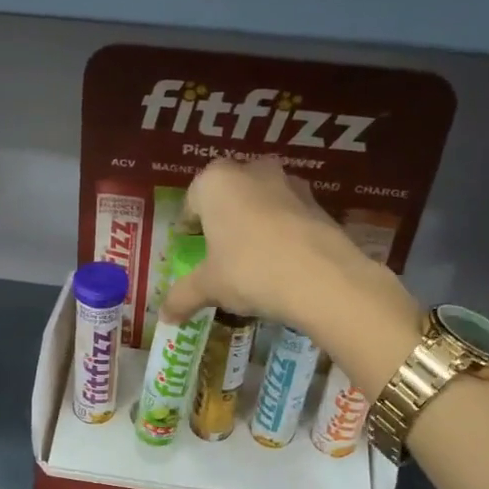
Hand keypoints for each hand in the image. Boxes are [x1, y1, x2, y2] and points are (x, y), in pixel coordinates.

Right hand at [162, 158, 415, 335]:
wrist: (322, 278)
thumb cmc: (249, 270)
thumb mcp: (209, 287)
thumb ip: (182, 296)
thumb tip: (165, 317)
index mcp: (215, 182)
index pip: (192, 199)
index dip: (188, 225)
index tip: (190, 245)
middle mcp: (251, 171)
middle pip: (228, 194)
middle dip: (223, 218)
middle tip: (219, 251)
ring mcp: (289, 183)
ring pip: (261, 200)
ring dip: (254, 222)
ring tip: (251, 258)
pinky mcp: (318, 202)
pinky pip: (288, 215)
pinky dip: (281, 232)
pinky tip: (281, 261)